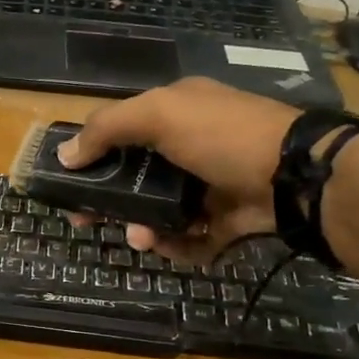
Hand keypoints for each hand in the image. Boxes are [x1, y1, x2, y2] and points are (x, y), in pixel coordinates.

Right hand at [57, 77, 296, 262]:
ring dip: (143, 226)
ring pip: (161, 210)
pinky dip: (178, 246)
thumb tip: (64, 154)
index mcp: (178, 111)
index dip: (92, 154)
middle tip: (86, 220)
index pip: (123, 130)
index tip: (68, 180)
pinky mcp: (228, 219)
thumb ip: (108, 128)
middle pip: (136, 176)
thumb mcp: (160, 115)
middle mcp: (192, 145)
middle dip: (110, 199)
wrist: (295, 176)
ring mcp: (211, 184)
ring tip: (141, 237)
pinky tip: (169, 246)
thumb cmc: (222, 135)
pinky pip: (192, 237)